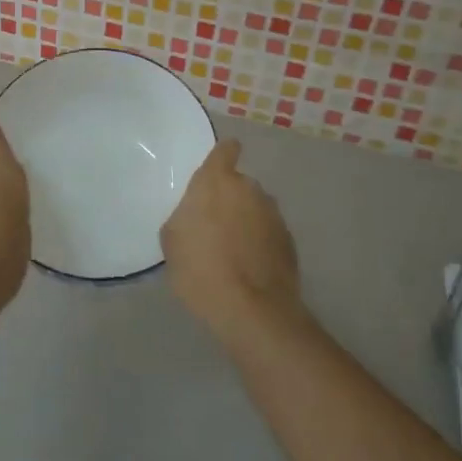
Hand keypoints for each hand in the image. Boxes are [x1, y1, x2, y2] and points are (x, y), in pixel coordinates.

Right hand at [160, 138, 300, 342]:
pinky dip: (260, 243)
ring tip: (233, 253)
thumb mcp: (172, 241)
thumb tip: (194, 216)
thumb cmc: (201, 269)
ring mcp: (273, 214)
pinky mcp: (289, 240)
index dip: (223, 155)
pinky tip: (249, 268)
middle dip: (229, 200)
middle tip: (214, 227)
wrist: (251, 310)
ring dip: (246, 222)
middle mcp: (249, 189)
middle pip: (239, 184)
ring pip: (255, 209)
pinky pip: (268, 233)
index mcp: (217, 182)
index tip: (218, 168)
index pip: (225, 150)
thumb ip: (184, 216)